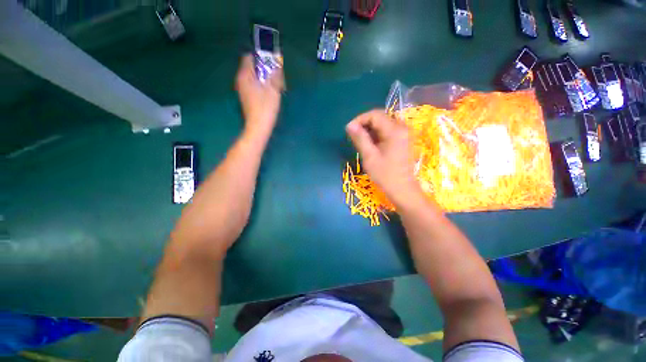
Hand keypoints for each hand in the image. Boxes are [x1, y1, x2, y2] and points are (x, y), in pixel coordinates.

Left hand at [235, 54, 284, 136]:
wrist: (258, 127)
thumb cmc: (265, 108)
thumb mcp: (273, 89)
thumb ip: (274, 74)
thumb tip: (277, 63)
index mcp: (245, 76)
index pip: (249, 57)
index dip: (261, 58)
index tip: (272, 65)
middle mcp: (241, 80)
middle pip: (252, 68)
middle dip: (265, 70)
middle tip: (277, 79)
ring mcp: (243, 90)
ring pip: (254, 78)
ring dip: (265, 79)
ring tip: (276, 88)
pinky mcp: (247, 97)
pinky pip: (254, 86)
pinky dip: (262, 86)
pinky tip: (270, 95)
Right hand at [346, 109, 422, 207]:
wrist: (402, 189)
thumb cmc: (385, 174)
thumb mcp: (369, 156)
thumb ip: (360, 138)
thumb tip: (349, 125)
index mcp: (394, 130)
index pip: (374, 115)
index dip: (359, 119)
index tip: (349, 130)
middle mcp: (401, 127)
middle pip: (379, 117)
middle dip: (364, 124)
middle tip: (354, 137)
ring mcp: (404, 133)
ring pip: (383, 124)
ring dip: (370, 130)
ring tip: (361, 142)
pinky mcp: (403, 139)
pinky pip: (387, 130)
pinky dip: (376, 134)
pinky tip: (371, 145)